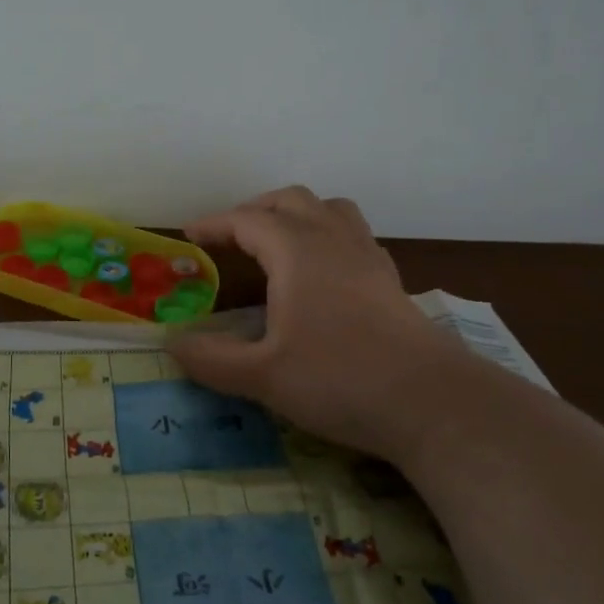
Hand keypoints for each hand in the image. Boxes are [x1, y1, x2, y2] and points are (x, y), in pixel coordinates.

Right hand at [168, 187, 482, 467]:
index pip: (247, 220)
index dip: (214, 224)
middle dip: (254, 210)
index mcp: (296, 252)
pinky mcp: (390, 280)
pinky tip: (322, 273)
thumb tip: (171, 344)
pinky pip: (353, 235)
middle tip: (229, 237)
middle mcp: (332, 241)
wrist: (431, 402)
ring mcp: (368, 258)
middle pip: (291, 201)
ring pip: (330, 210)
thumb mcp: (262, 376)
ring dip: (297, 215)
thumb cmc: (338, 380)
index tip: (189, 235)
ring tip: (277, 243)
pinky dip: (327, 236)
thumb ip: (211, 359)